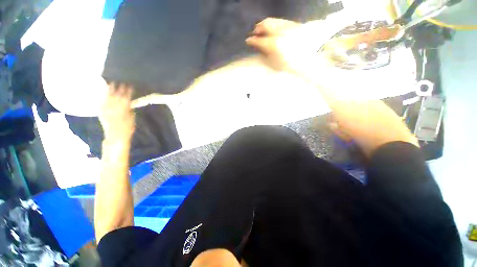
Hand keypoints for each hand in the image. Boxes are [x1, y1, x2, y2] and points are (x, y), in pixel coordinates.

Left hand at [99, 83, 134, 142]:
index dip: (128, 91)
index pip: (127, 97)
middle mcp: (114, 108)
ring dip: (109, 90)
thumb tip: (129, 103)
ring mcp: (106, 109)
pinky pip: (100, 102)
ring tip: (109, 83)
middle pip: (116, 95)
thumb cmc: (127, 129)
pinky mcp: (101, 112)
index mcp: (124, 110)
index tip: (129, 85)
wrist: (116, 136)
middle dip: (118, 88)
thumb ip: (130, 110)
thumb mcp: (132, 119)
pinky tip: (100, 93)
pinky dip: (100, 97)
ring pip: (108, 97)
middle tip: (119, 81)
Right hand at [245, 17, 346, 74]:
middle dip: (257, 28)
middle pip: (265, 24)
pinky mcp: (295, 25)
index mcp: (274, 45)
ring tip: (262, 30)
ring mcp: (289, 27)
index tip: (247, 41)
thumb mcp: (273, 65)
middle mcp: (280, 32)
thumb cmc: (289, 67)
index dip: (251, 40)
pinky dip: (275, 24)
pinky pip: (281, 21)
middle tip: (254, 33)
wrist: (309, 63)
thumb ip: (263, 56)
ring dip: (265, 24)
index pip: (258, 40)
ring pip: (273, 20)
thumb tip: (255, 50)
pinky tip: (274, 30)